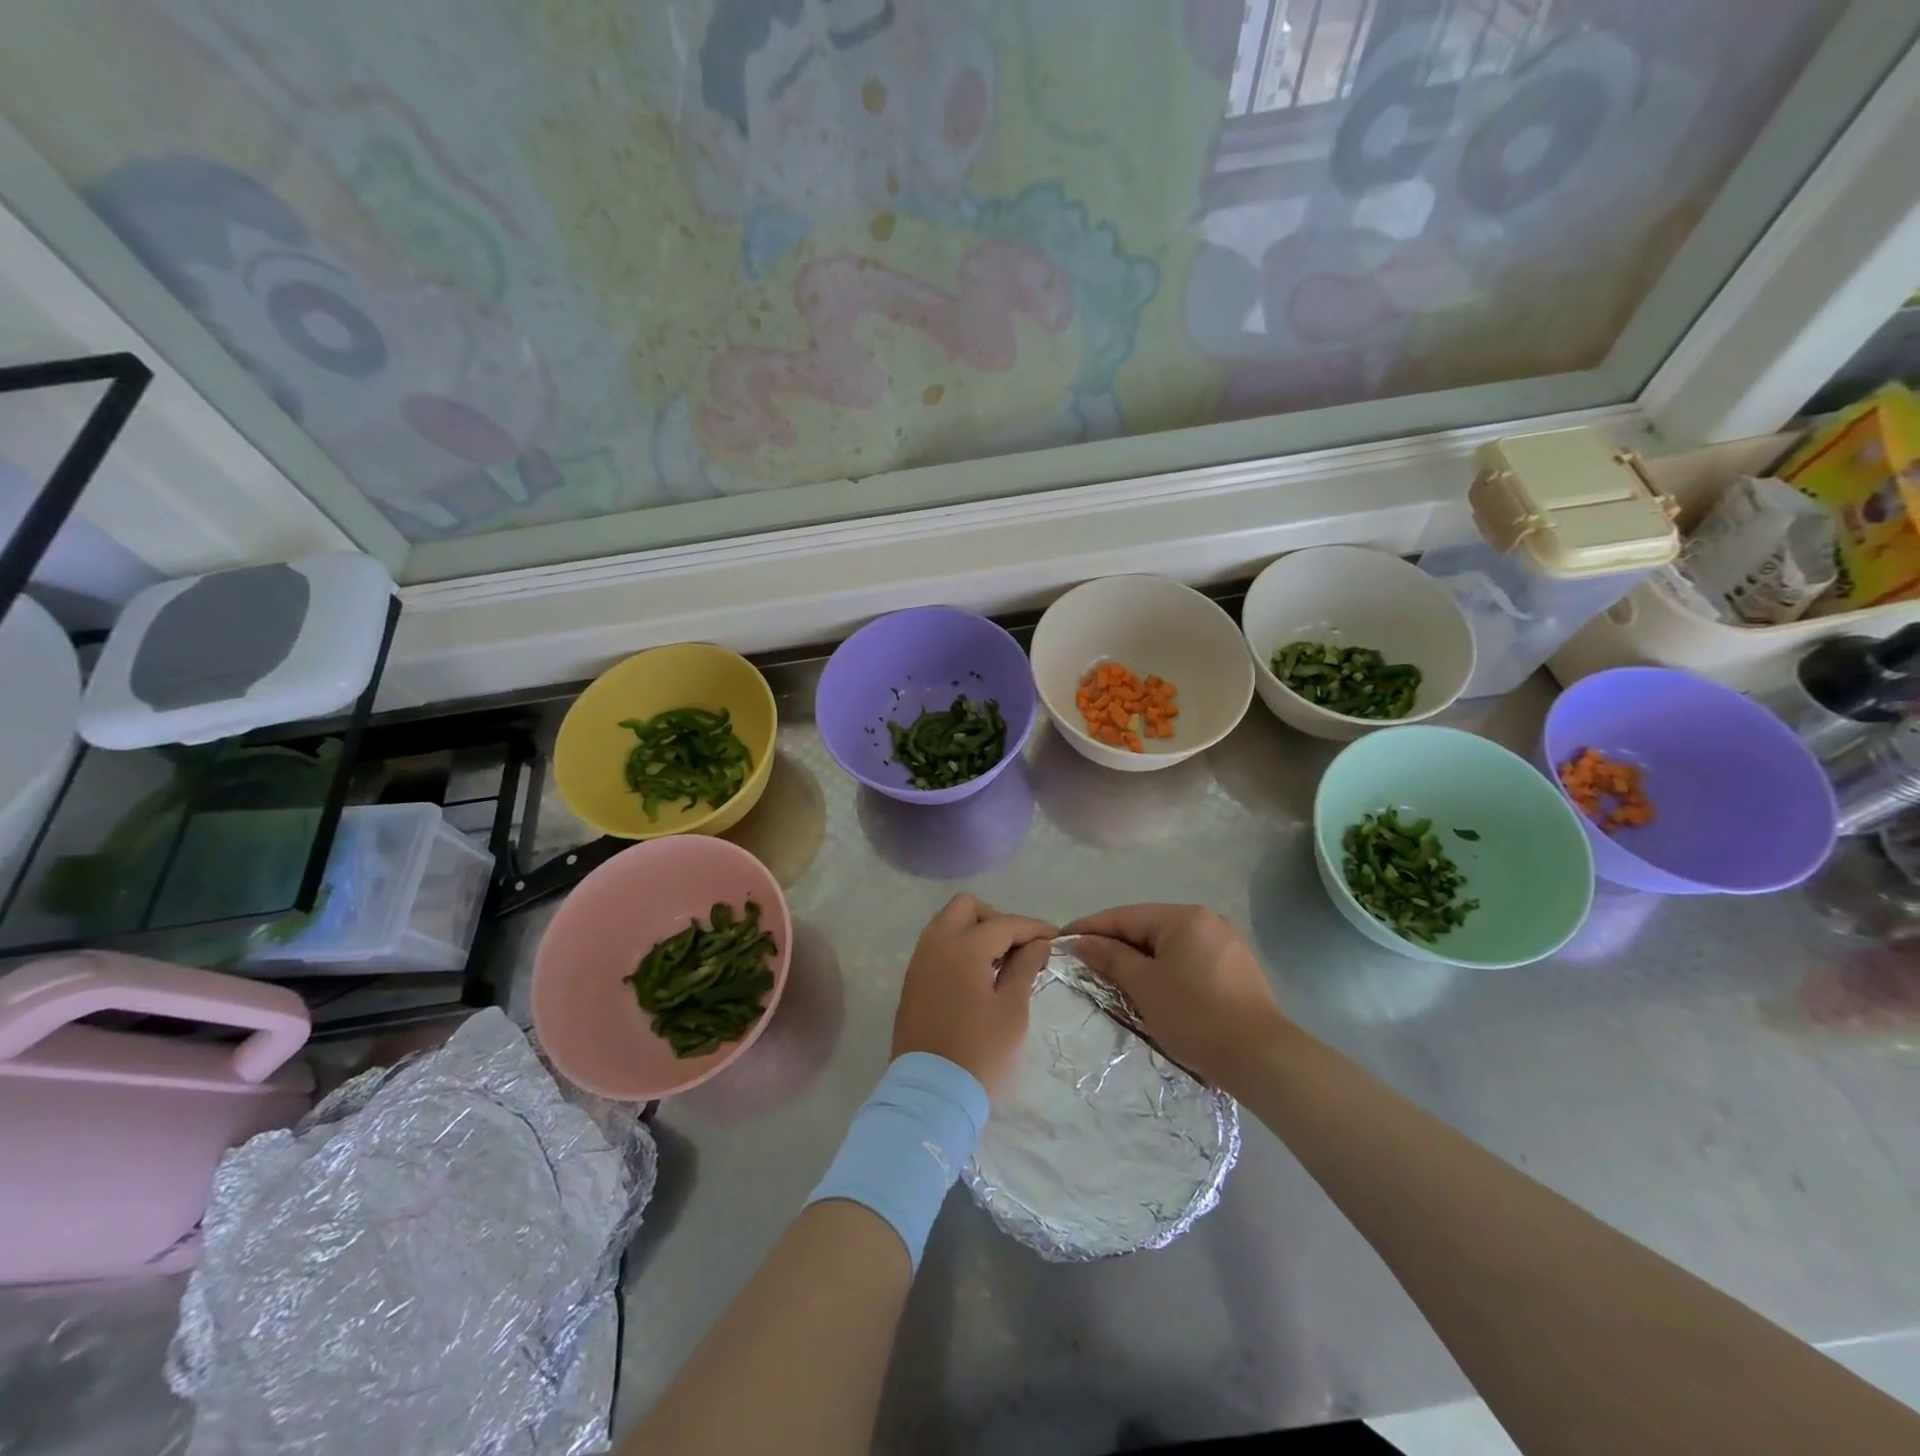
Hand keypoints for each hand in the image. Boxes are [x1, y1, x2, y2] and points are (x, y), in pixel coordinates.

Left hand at [893, 895, 1056, 1102]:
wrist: (931, 1094)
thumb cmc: (980, 1053)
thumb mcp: (1012, 1010)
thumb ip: (1024, 968)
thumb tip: (1037, 943)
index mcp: (962, 947)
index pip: (1004, 923)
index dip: (1033, 928)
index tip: (1055, 938)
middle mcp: (935, 944)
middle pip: (966, 907)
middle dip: (996, 919)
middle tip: (1019, 947)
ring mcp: (919, 962)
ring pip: (947, 923)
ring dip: (975, 931)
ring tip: (1001, 962)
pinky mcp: (912, 982)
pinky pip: (936, 946)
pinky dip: (958, 947)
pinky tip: (978, 975)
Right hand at [1065, 904, 1291, 1091]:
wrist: (1262, 1059)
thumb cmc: (1196, 1016)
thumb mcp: (1145, 986)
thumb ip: (1111, 958)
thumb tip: (1082, 941)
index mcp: (1185, 917)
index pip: (1125, 916)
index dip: (1090, 928)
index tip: (1062, 940)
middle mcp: (1207, 921)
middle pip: (1147, 928)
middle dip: (1114, 945)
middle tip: (1083, 963)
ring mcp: (1225, 945)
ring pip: (1167, 946)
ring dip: (1139, 960)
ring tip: (1111, 979)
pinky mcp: (1235, 970)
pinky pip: (1187, 961)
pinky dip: (1164, 971)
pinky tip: (1151, 990)